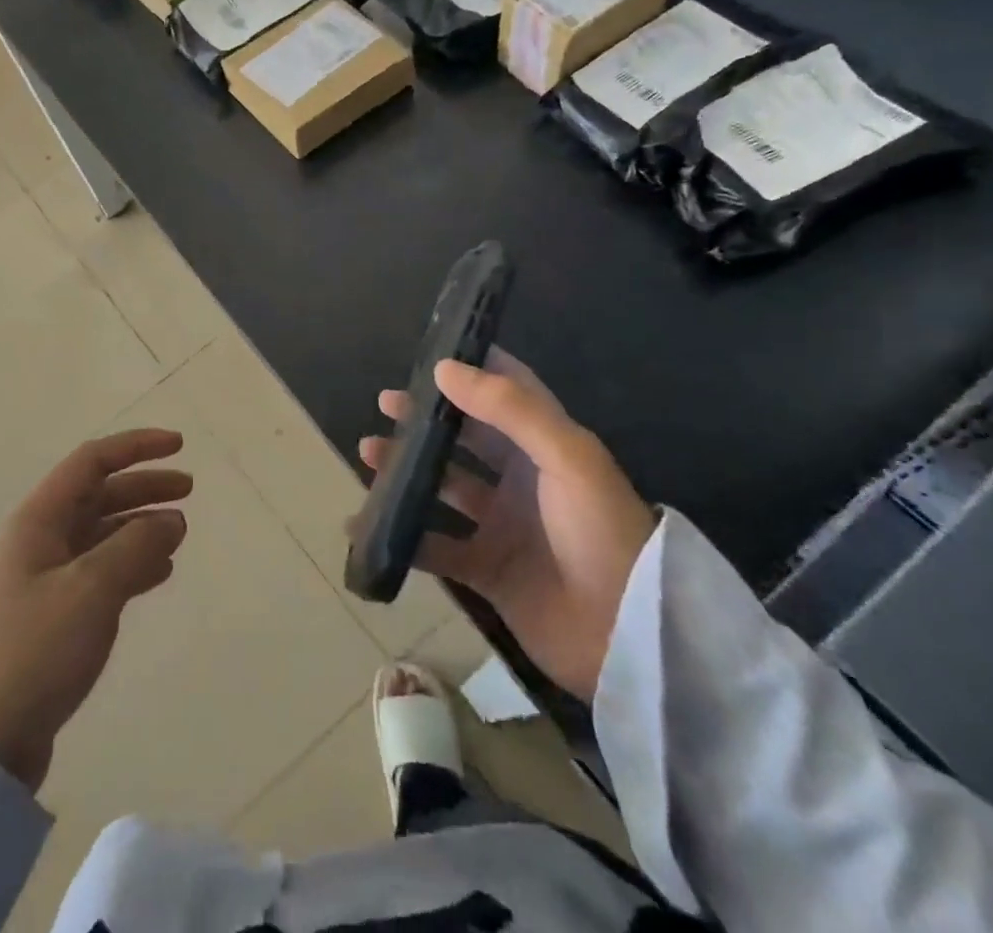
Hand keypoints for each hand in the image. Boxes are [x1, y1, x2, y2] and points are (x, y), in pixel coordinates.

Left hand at [0, 430, 191, 790]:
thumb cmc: (33, 649)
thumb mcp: (91, 589)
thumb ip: (136, 546)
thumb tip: (171, 519)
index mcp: (39, 519)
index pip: (92, 461)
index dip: (136, 446)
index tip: (179, 446)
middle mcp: (40, 540)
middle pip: (99, 495)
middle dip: (144, 486)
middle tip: (189, 491)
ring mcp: (45, 579)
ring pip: (102, 534)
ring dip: (140, 526)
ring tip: (180, 533)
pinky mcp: (53, 616)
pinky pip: (101, 572)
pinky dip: (132, 565)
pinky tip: (159, 572)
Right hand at [356, 350, 654, 701]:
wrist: (626, 639)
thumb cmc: (600, 533)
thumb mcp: (567, 458)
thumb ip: (508, 409)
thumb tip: (444, 369)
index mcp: (545, 446)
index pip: (508, 392)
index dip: (474, 369)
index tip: (430, 352)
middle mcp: (521, 479)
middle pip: (465, 436)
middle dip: (427, 417)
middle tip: (384, 403)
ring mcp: (502, 525)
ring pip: (443, 486)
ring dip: (407, 468)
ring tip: (368, 452)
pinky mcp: (487, 570)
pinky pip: (435, 547)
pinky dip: (402, 536)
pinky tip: (366, 525)